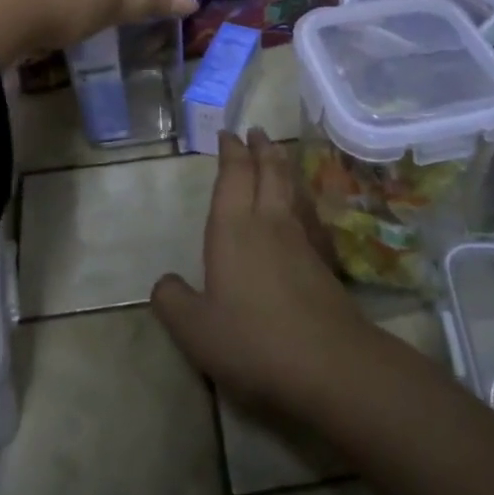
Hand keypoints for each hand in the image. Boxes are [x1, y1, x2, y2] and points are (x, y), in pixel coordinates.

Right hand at [152, 129, 370, 413]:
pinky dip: (300, 199)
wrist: (329, 363)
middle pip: (268, 171)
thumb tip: (164, 283)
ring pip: (291, 189)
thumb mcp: (195, 329)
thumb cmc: (253, 340)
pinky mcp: (323, 262)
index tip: (228, 134)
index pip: (233, 175)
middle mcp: (269, 223)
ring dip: (282, 166)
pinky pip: (307, 214)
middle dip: (260, 148)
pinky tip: (301, 209)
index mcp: (233, 229)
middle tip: (256, 131)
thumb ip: (173, 302)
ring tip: (277, 155)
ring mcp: (301, 240)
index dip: (230, 152)